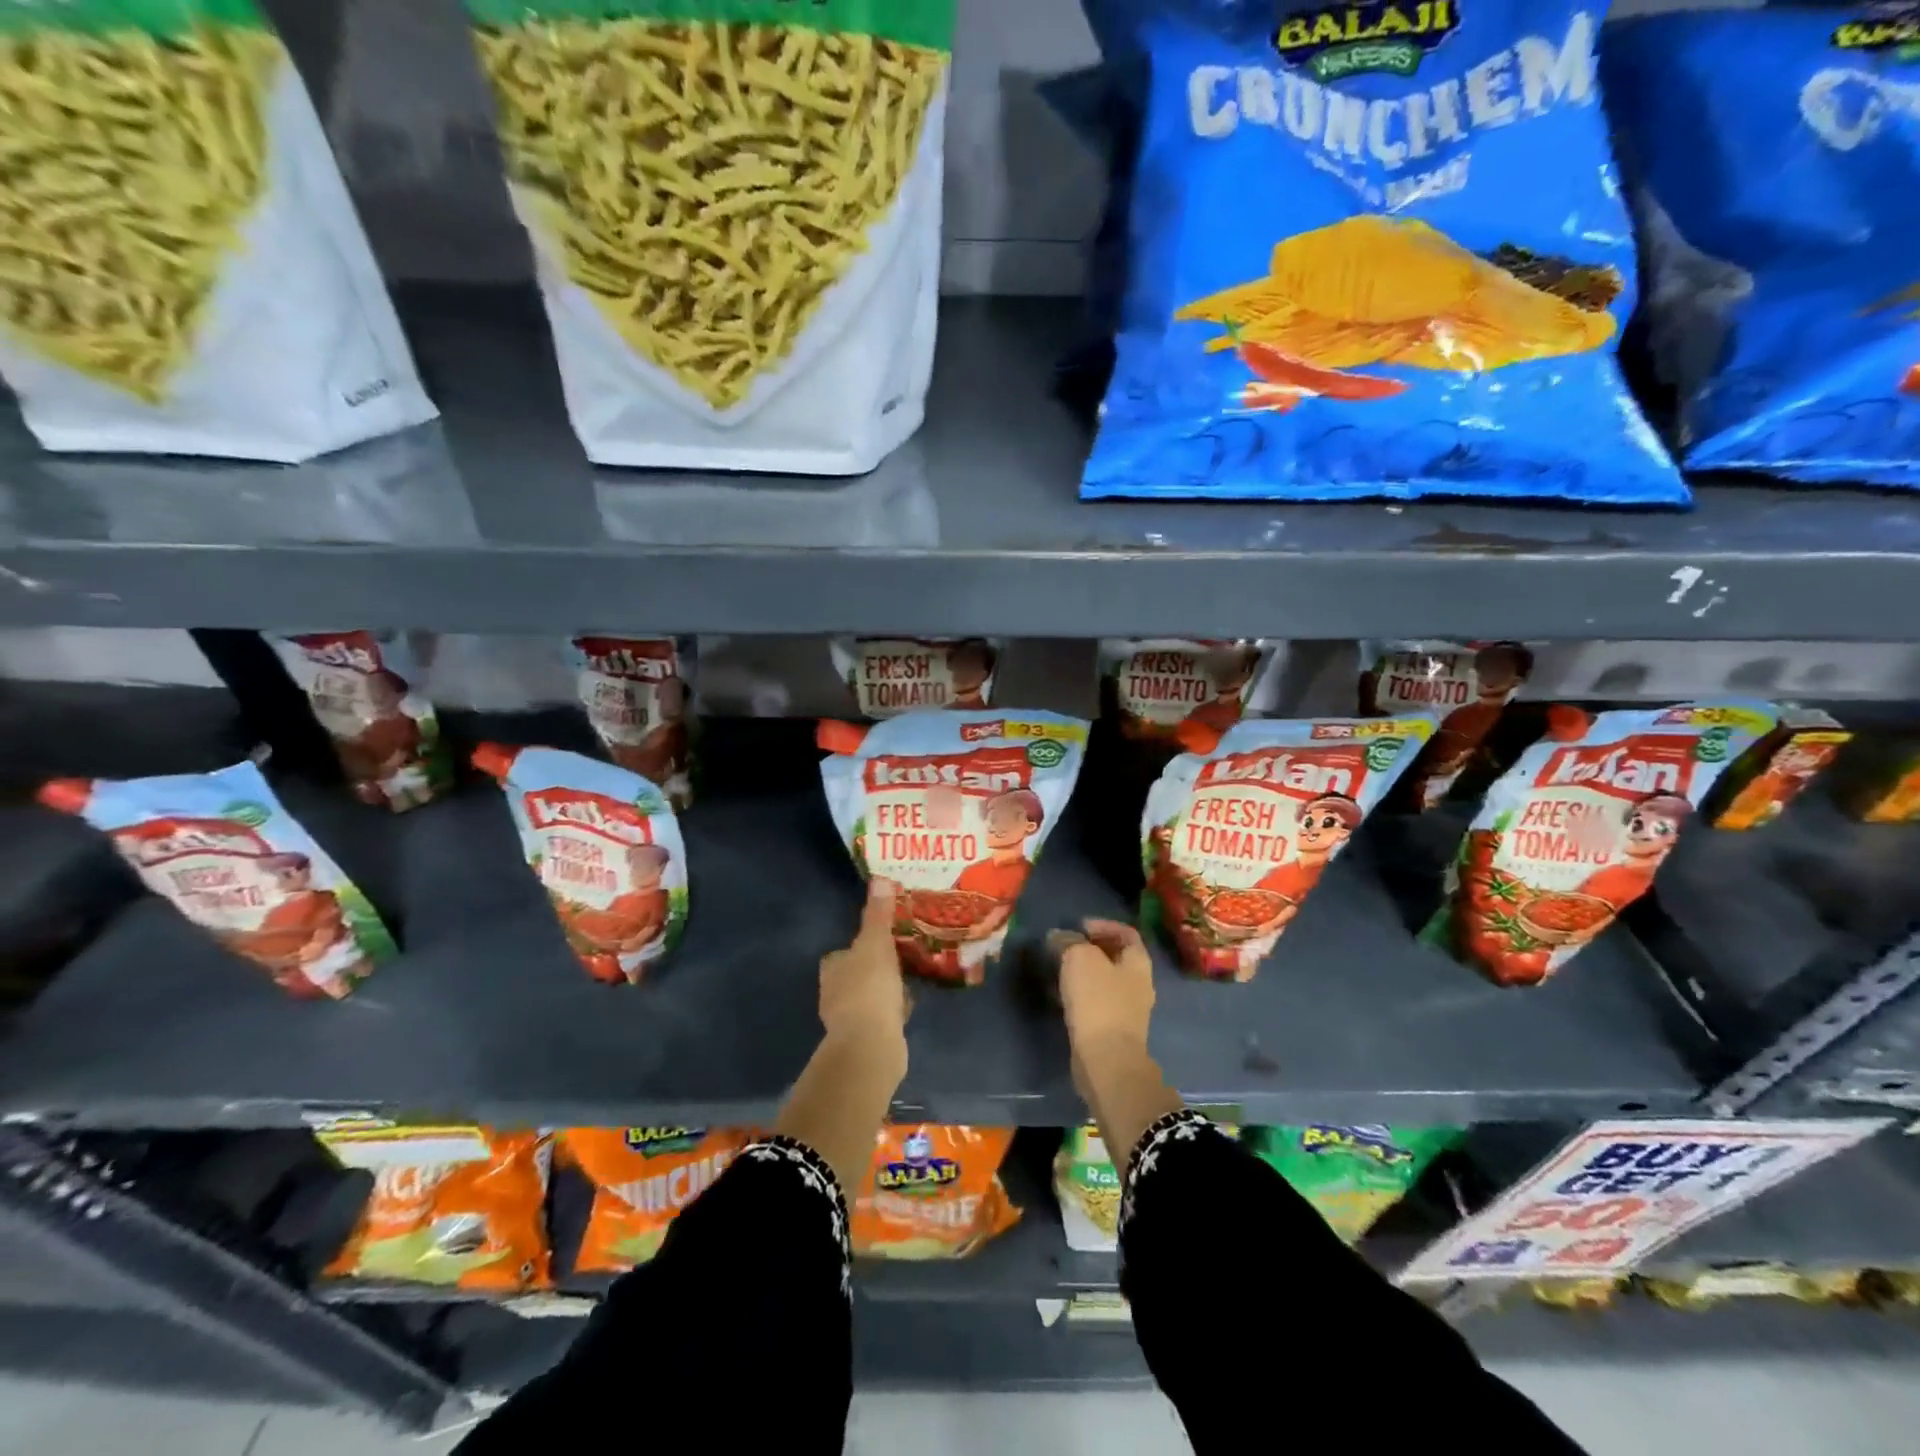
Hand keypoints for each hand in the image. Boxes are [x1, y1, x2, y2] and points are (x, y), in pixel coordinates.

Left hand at [819, 877, 908, 1046]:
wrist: (871, 1046)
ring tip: (910, 977)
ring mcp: (849, 1019)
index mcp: (833, 968)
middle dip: (875, 967)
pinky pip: (882, 1016)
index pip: (842, 952)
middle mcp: (834, 993)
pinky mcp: (866, 1038)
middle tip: (901, 955)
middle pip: (856, 973)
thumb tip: (878, 878)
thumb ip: (878, 915)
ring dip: (886, 989)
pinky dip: (893, 1009)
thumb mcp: (876, 944)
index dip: (859, 946)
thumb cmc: (869, 988)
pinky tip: (910, 1003)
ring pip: (870, 996)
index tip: (881, 939)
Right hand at [1059, 918, 1154, 1068]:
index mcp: (1138, 961)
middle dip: (1089, 948)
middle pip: (1115, 956)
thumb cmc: (1098, 1000)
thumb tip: (1058, 936)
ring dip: (1082, 971)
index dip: (1103, 924)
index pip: (1126, 932)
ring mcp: (1127, 1008)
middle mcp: (1138, 983)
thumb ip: (1069, 941)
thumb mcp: (1079, 958)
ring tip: (1057, 967)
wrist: (1106, 1059)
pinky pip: (1095, 1001)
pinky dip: (1079, 992)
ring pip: (1103, 980)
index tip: (1078, 925)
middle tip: (1063, 945)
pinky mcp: (1112, 1029)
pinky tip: (1059, 994)